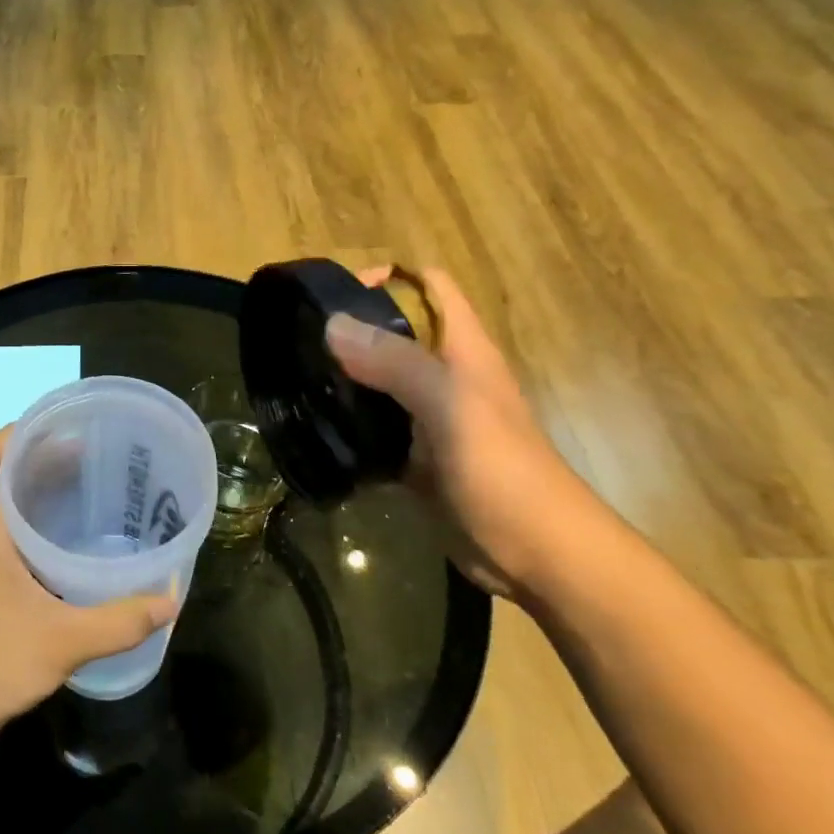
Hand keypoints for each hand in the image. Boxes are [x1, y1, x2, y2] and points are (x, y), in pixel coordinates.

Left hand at [0, 428, 178, 739]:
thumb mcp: (67, 640)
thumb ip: (120, 621)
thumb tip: (170, 602)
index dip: (10, 435)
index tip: (49, 425)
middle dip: (34, 462)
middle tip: (82, 455)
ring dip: (31, 496)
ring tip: (77, 491)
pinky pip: (2, 540)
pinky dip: (29, 528)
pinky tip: (60, 548)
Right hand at [328, 268, 609, 601]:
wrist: (537, 554)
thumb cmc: (501, 471)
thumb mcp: (450, 406)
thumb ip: (395, 362)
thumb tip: (332, 324)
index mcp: (463, 349)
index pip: (428, 286)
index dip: (387, 278)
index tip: (335, 296)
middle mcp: (445, 376)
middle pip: (395, 333)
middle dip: (350, 330)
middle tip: (299, 344)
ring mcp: (429, 419)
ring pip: (379, 382)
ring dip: (343, 378)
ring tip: (296, 383)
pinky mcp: (416, 458)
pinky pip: (374, 429)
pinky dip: (348, 425)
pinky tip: (316, 431)